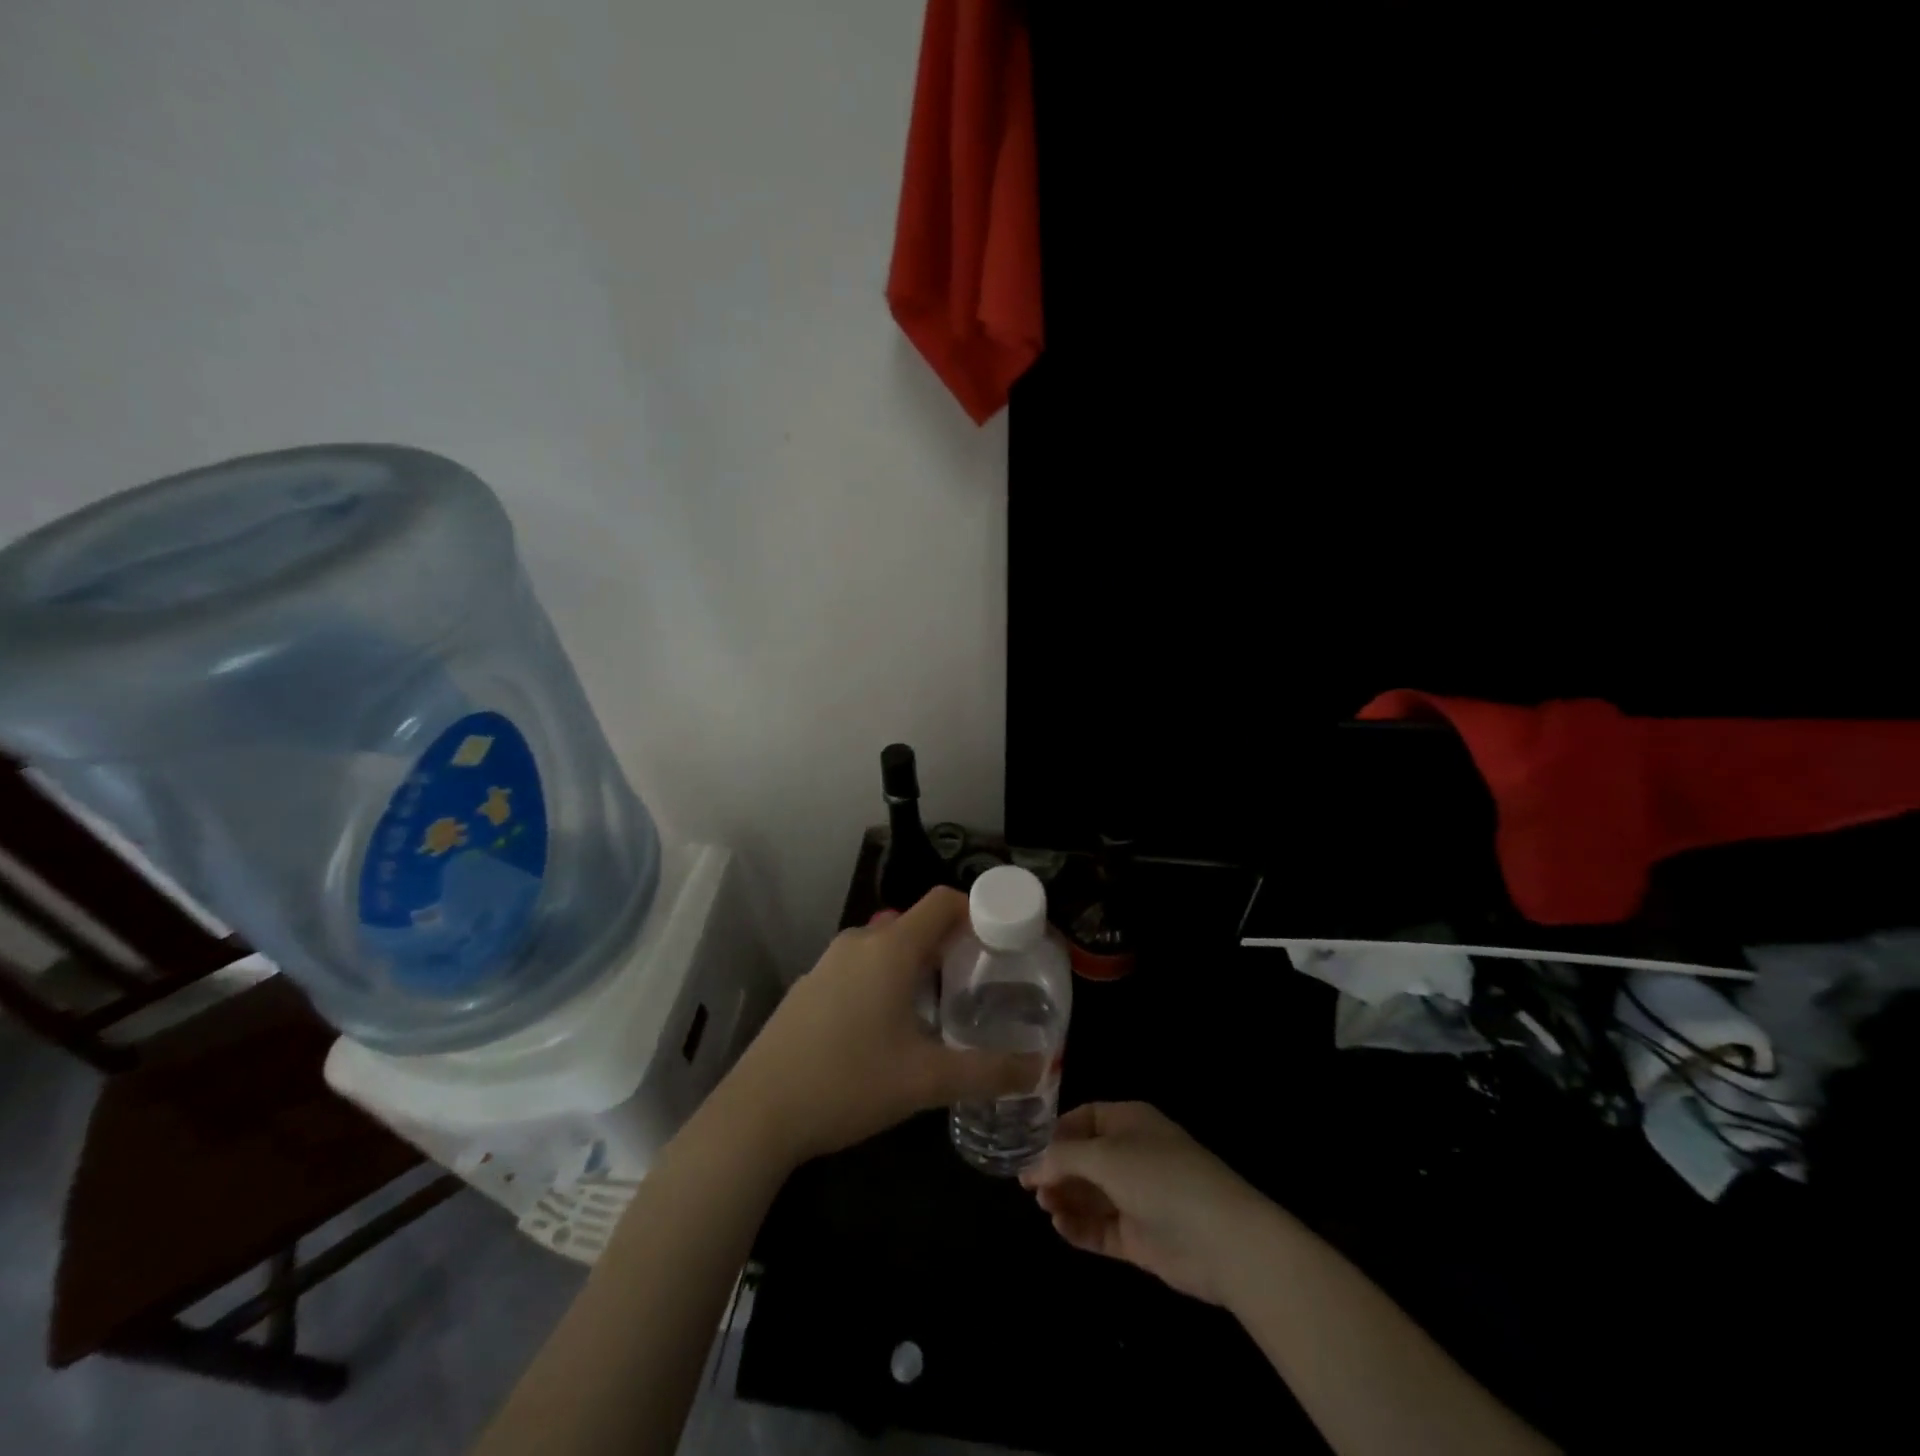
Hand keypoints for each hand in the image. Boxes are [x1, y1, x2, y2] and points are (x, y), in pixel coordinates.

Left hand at [721, 888, 1043, 1167]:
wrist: (757, 1112)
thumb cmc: (848, 1083)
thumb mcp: (925, 1081)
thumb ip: (986, 1072)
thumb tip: (1036, 1069)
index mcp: (891, 948)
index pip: (944, 901)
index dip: (978, 910)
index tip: (1004, 939)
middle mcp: (860, 942)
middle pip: (918, 924)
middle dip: (953, 945)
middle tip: (982, 982)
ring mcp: (829, 962)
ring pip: (888, 947)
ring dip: (919, 965)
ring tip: (943, 1007)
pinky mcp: (811, 986)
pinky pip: (862, 967)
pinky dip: (887, 980)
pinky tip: (890, 1027)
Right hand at [1020, 1101, 1268, 1305]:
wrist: (1221, 1239)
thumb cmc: (1160, 1178)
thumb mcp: (1105, 1156)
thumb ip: (1063, 1159)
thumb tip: (1030, 1167)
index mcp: (1129, 1122)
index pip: (1084, 1120)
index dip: (1056, 1135)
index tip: (1028, 1152)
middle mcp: (1132, 1155)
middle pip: (1083, 1159)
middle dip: (1056, 1170)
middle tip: (1030, 1187)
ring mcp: (1136, 1197)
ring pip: (1089, 1195)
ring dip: (1065, 1199)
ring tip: (1044, 1207)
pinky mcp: (1139, 1237)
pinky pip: (1100, 1228)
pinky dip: (1079, 1228)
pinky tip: (1061, 1228)